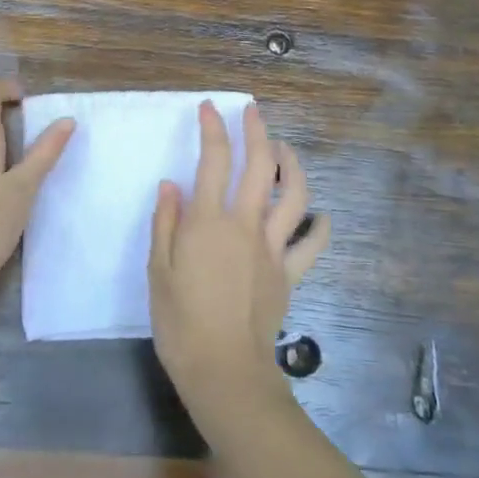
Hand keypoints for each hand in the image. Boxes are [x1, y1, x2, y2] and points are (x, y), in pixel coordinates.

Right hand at [147, 100, 329, 418]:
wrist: (224, 370)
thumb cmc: (180, 321)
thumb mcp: (158, 271)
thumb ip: (165, 223)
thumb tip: (172, 184)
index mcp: (209, 220)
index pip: (214, 160)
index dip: (213, 128)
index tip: (208, 108)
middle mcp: (246, 224)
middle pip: (260, 165)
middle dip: (258, 131)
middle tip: (253, 112)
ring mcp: (273, 247)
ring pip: (295, 195)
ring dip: (293, 166)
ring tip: (285, 150)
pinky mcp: (290, 272)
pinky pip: (312, 243)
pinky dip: (320, 225)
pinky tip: (321, 215)